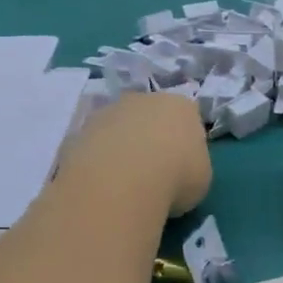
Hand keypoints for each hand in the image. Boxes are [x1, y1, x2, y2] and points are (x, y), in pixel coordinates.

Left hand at [67, 92, 210, 216]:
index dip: (186, 139)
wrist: (123, 181)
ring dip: (123, 147)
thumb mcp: (202, 176)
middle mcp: (144, 99)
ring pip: (120, 127)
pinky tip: (104, 182)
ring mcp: (109, 112)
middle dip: (152, 137)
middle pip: (151, 115)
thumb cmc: (176, 176)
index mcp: (181, 106)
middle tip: (154, 169)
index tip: (184, 163)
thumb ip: (193, 163)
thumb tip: (180, 167)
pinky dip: (100, 160)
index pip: (188, 116)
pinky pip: (96, 145)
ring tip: (125, 181)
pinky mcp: (80, 130)